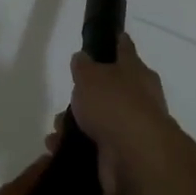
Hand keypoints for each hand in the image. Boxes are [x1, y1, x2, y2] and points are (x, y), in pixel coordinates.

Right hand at [58, 34, 187, 194]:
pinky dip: (74, 150)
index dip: (117, 43)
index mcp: (137, 73)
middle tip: (67, 101)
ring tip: (56, 133)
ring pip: (99, 122)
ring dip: (74, 127)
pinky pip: (93, 149)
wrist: (135, 157)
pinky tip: (56, 151)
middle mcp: (139, 100)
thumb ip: (84, 67)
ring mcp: (131, 130)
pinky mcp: (121, 158)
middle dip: (85, 97)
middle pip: (109, 91)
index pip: (126, 51)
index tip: (113, 36)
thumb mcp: (91, 76)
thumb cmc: (115, 105)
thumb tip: (83, 58)